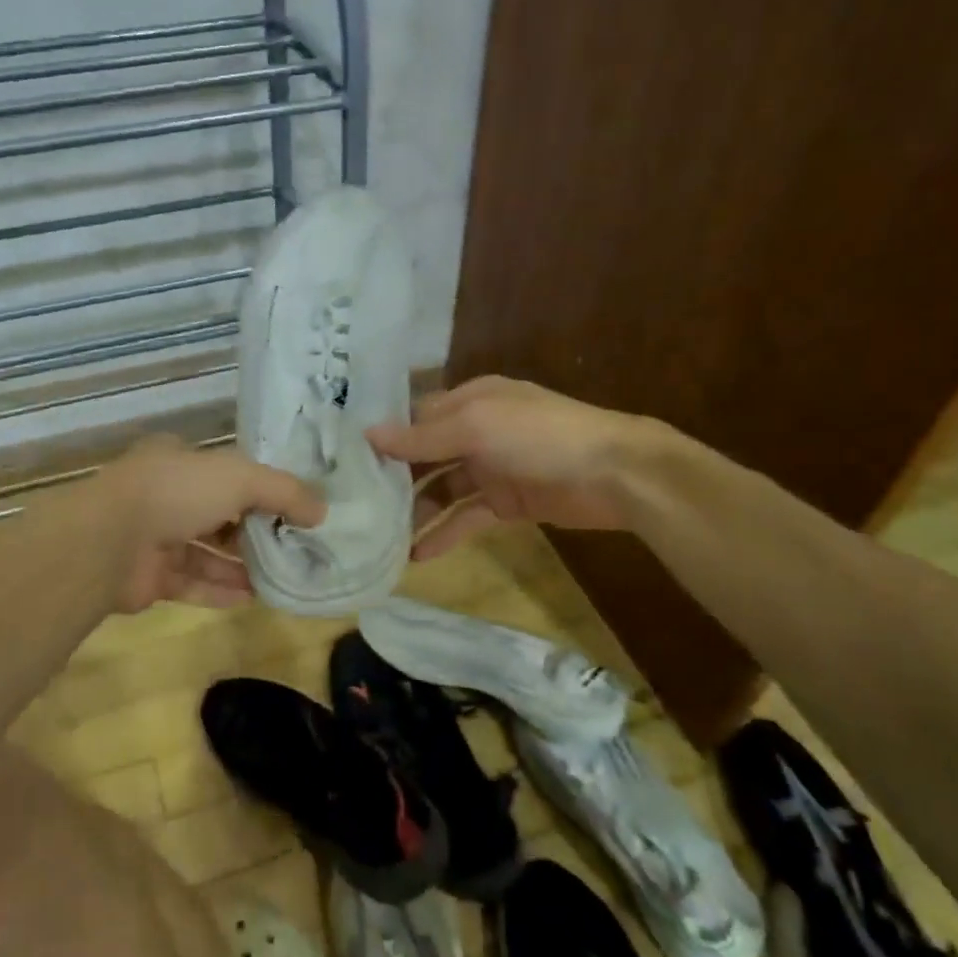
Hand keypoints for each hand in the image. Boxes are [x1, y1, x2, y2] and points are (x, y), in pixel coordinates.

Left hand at [98, 436, 325, 611]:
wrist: (108, 541)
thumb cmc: (177, 492)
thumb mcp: (241, 478)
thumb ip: (284, 492)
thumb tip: (321, 511)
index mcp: (180, 461)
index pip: (229, 472)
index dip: (262, 488)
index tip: (296, 508)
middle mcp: (166, 496)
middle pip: (220, 514)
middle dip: (255, 531)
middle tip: (295, 547)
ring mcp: (154, 538)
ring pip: (207, 552)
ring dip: (241, 565)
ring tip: (281, 577)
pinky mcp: (149, 578)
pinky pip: (192, 583)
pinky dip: (220, 590)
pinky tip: (253, 598)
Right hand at [368, 375, 654, 558]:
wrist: (613, 474)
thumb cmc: (540, 436)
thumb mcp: (476, 427)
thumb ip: (423, 437)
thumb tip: (368, 434)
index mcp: (469, 400)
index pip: (415, 417)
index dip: (384, 437)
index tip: (344, 461)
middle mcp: (475, 431)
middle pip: (424, 455)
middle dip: (393, 478)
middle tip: (353, 505)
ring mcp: (491, 469)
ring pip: (441, 489)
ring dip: (414, 511)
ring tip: (378, 537)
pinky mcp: (506, 503)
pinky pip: (465, 517)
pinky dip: (444, 534)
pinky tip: (417, 556)